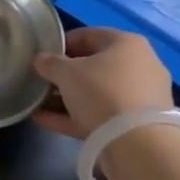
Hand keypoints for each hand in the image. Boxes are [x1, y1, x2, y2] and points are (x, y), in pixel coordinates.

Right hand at [33, 27, 173, 139]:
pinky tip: (46, 121)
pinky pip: (101, 115)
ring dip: (68, 98)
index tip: (42, 57)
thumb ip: (50, 63)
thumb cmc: (101, 92)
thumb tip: (41, 60)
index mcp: (127, 43)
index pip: (88, 35)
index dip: (62, 44)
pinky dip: (76, 117)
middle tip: (42, 82)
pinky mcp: (137, 125)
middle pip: (94, 66)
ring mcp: (141, 97)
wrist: (138, 144)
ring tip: (39, 105)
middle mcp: (140, 65)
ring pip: (97, 93)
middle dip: (65, 75)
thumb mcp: (67, 73)